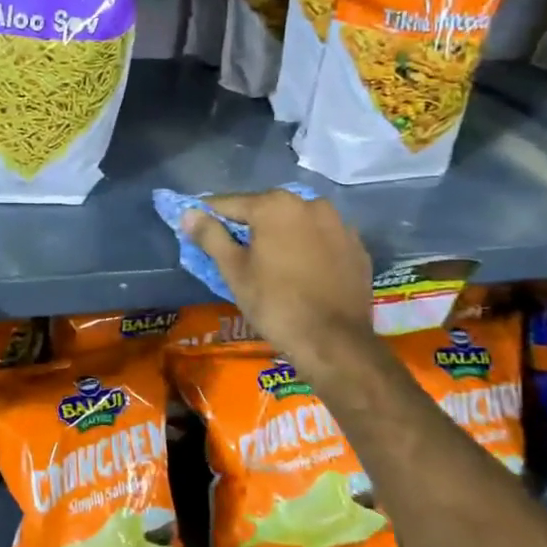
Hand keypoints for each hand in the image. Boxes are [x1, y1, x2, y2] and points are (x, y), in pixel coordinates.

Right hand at [181, 191, 373, 374]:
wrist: (335, 343)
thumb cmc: (275, 304)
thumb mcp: (234, 271)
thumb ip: (211, 236)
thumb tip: (189, 214)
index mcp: (275, 205)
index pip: (229, 204)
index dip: (210, 218)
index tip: (198, 231)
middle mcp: (310, 204)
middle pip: (265, 210)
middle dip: (248, 227)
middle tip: (234, 252)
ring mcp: (339, 224)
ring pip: (296, 223)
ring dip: (280, 235)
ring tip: (269, 263)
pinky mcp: (357, 247)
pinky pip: (321, 239)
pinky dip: (307, 248)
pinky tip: (301, 271)